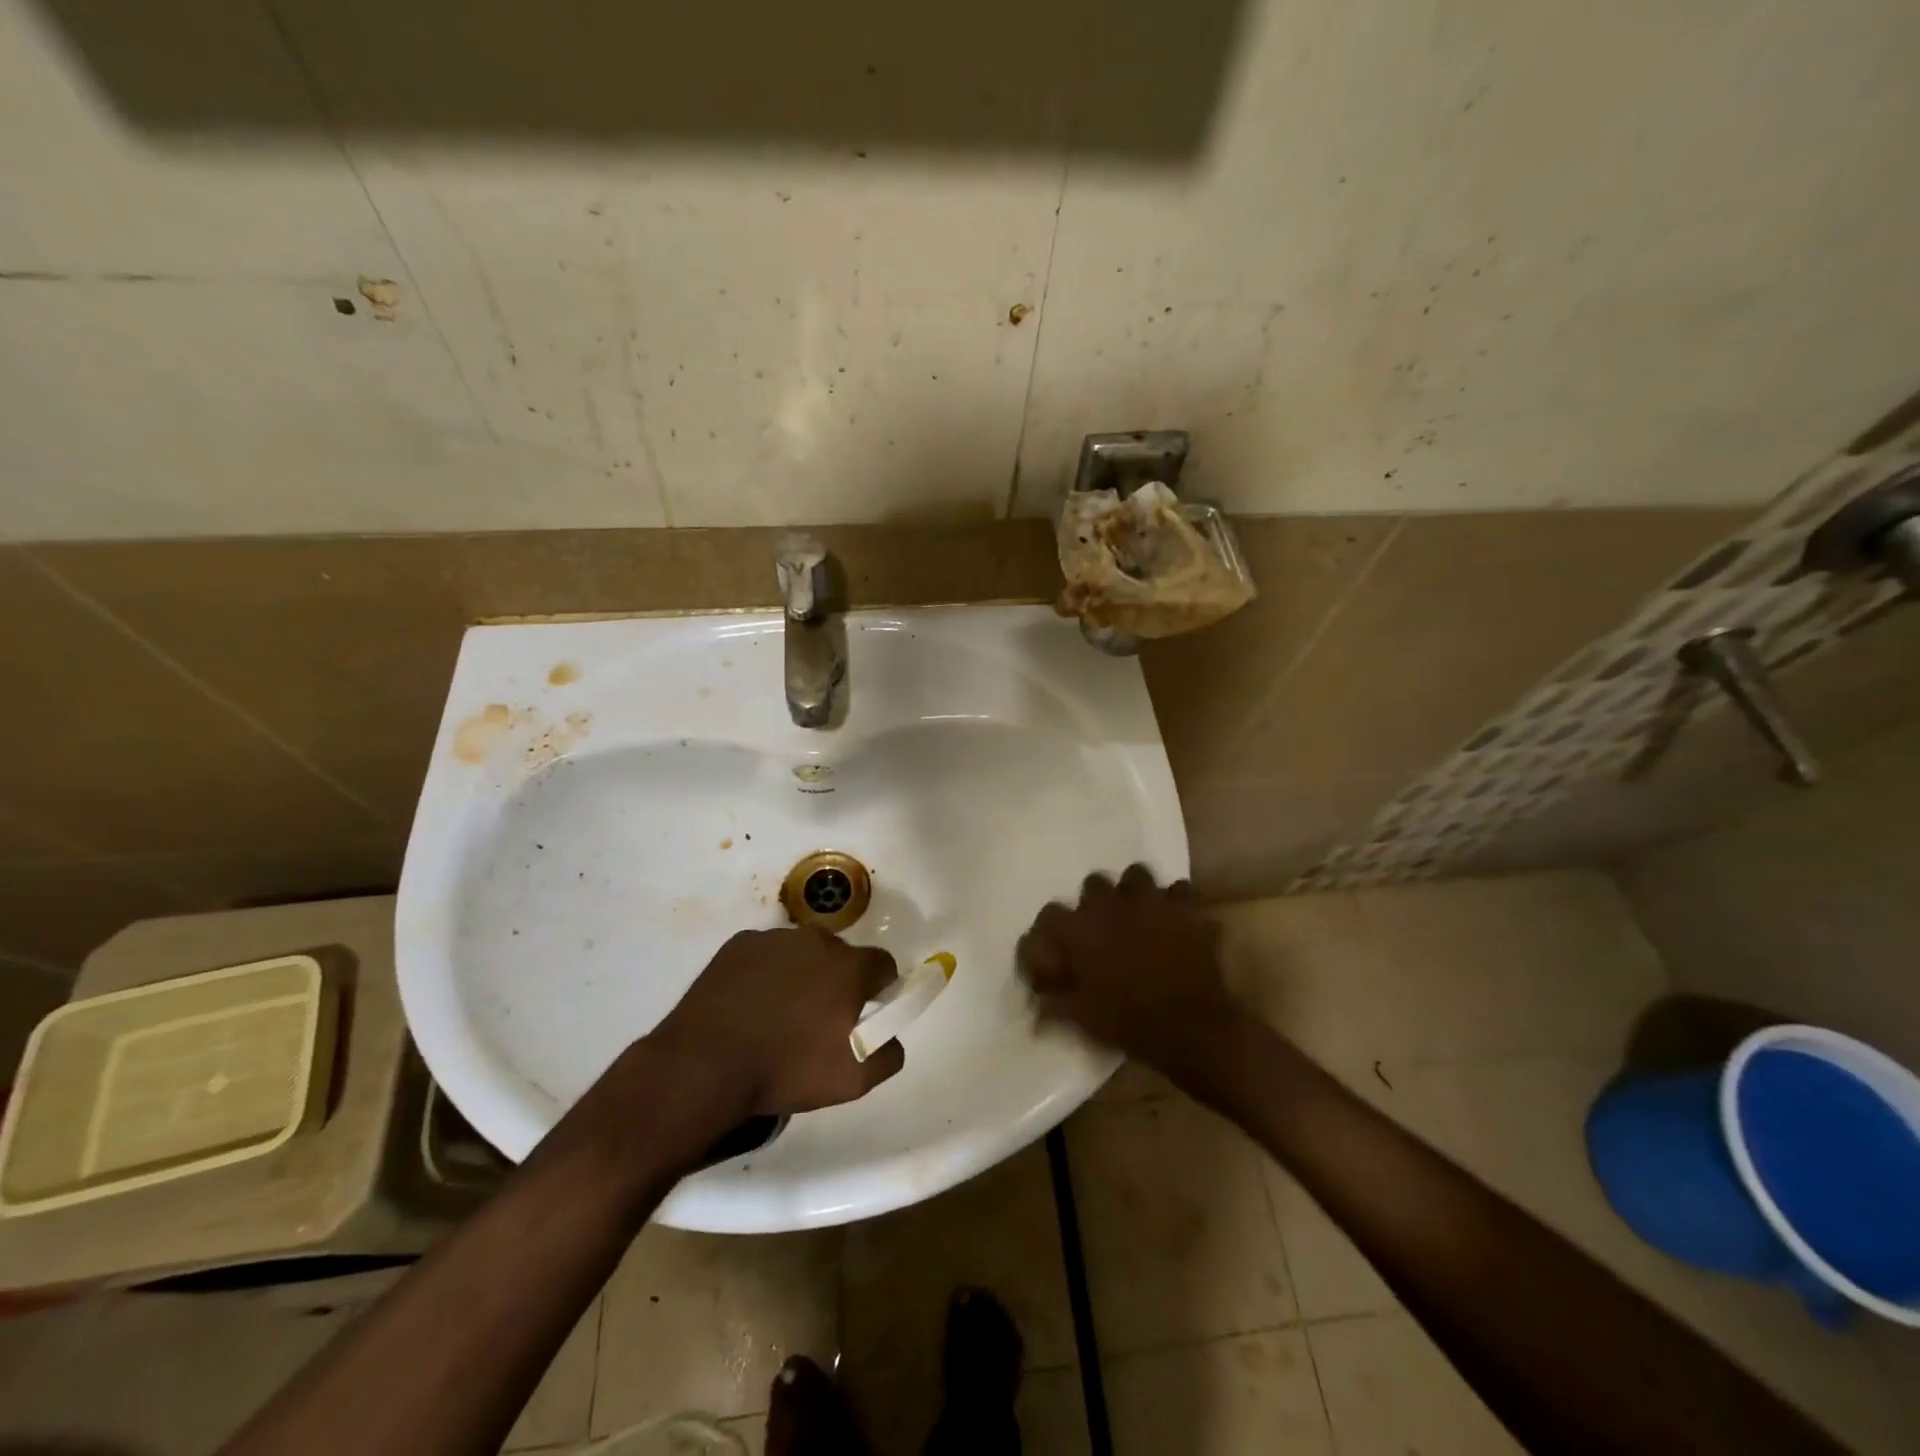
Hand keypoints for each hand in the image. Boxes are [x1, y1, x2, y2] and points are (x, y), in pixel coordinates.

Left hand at [649, 926, 905, 1117]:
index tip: (865, 1014)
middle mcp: (817, 939)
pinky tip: (750, 1005)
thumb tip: (891, 1035)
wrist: (704, 1066)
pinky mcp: (739, 944)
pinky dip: (766, 973)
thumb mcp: (854, 1079)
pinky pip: (767, 955)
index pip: (883, 964)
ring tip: (779, 1015)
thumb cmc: (786, 1070)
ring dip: (802, 975)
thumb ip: (889, 1053)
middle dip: (838, 981)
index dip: (879, 989)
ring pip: (803, 953)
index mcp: (849, 965)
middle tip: (819, 1020)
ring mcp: (775, 938)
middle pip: (842, 956)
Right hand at [1017, 865, 1238, 1073]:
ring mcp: (1150, 901)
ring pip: (1136, 875)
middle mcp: (1110, 905)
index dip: (1052, 929)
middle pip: (1093, 884)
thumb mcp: (1080, 1018)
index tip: (1058, 947)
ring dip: (1133, 892)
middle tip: (1102, 928)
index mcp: (1079, 929)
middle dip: (1096, 902)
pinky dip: (1176, 903)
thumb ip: (1053, 1003)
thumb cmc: (1128, 1022)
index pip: (1051, 913)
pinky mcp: (1186, 909)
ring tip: (1138, 913)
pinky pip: (1180, 891)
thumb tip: (1038, 1003)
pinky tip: (1176, 920)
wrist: (1191, 1028)